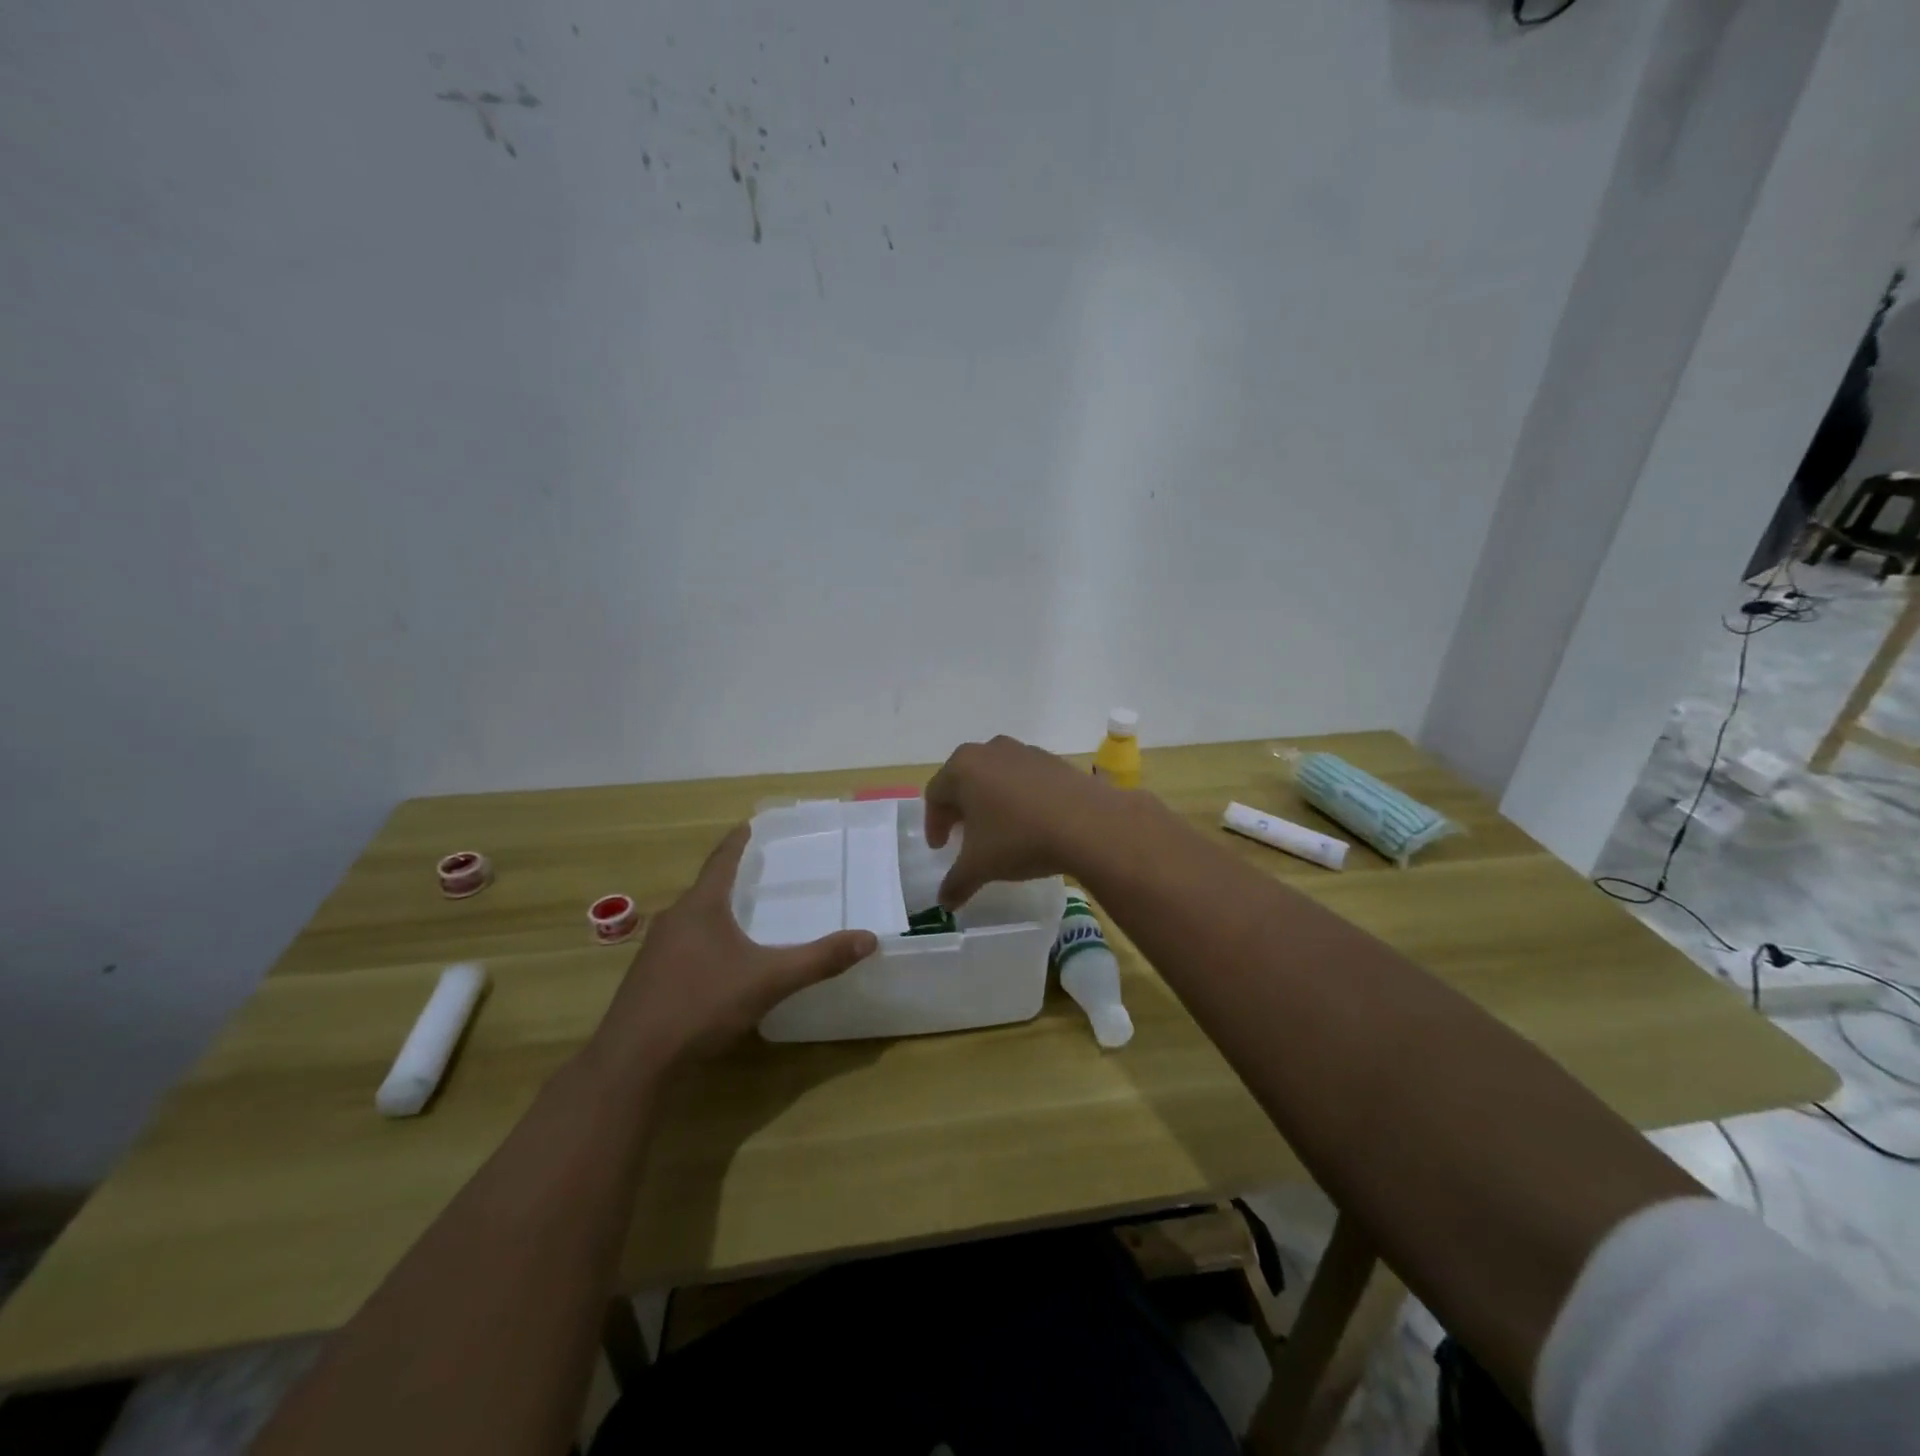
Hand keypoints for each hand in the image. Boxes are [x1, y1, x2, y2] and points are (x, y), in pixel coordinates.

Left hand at [593, 825, 876, 1073]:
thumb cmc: (702, 1004)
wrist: (634, 1061)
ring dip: (716, 912)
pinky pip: (682, 946)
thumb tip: (869, 939)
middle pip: (706, 888)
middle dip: (730, 878)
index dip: (738, 842)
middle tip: (759, 872)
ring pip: (692, 919)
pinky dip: (704, 941)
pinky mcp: (647, 979)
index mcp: (701, 907)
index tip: (749, 824)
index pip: (721, 860)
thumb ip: (819, 960)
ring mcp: (655, 950)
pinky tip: (718, 963)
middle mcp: (674, 919)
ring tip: (743, 914)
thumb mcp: (769, 981)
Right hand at [923, 735, 1125, 908]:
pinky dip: (1020, 797)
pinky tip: (1031, 822)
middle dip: (961, 809)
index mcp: (962, 767)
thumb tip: (944, 903)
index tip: (941, 849)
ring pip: (996, 776)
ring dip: (991, 801)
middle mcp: (990, 750)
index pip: (935, 795)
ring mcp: (1025, 751)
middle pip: (964, 780)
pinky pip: (1026, 779)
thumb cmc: (1019, 838)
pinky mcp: (1054, 761)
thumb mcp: (980, 867)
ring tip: (998, 829)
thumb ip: (956, 883)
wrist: (1089, 823)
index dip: (934, 825)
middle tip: (963, 836)